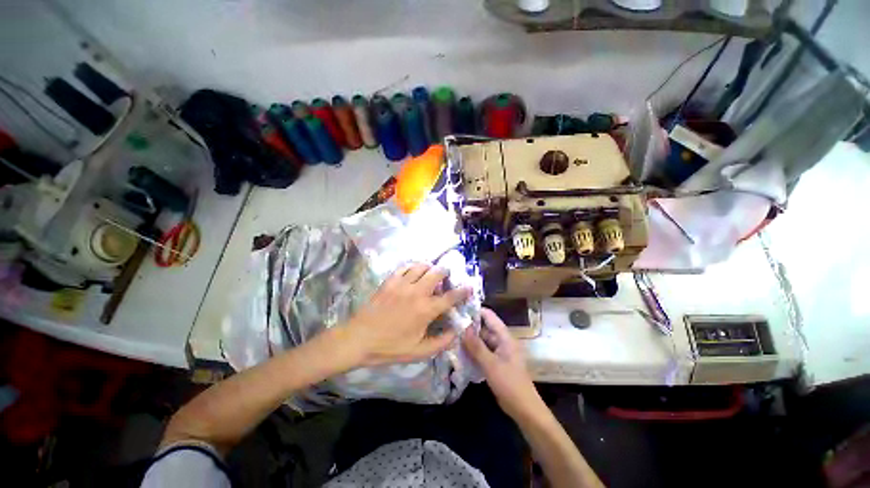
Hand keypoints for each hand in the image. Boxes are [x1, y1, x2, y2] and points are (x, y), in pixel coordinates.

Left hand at [345, 263, 470, 366]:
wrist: (360, 339)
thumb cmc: (390, 347)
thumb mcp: (419, 352)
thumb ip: (441, 342)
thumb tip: (456, 332)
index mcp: (426, 310)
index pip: (450, 297)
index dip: (462, 291)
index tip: (469, 287)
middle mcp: (417, 292)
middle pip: (437, 273)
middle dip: (445, 272)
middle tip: (446, 276)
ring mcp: (402, 284)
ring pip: (421, 266)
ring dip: (429, 267)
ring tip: (430, 273)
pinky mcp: (390, 281)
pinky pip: (405, 267)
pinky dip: (412, 267)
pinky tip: (413, 272)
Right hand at [463, 308, 545, 420]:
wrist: (524, 409)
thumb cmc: (509, 383)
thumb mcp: (490, 364)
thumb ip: (476, 346)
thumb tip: (463, 327)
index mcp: (504, 337)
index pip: (489, 316)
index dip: (475, 311)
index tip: (459, 310)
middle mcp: (502, 341)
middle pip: (484, 329)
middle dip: (469, 328)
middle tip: (451, 326)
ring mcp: (499, 352)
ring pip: (482, 341)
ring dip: (470, 341)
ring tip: (452, 337)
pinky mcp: (495, 363)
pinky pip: (482, 352)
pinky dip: (473, 352)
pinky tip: (460, 353)